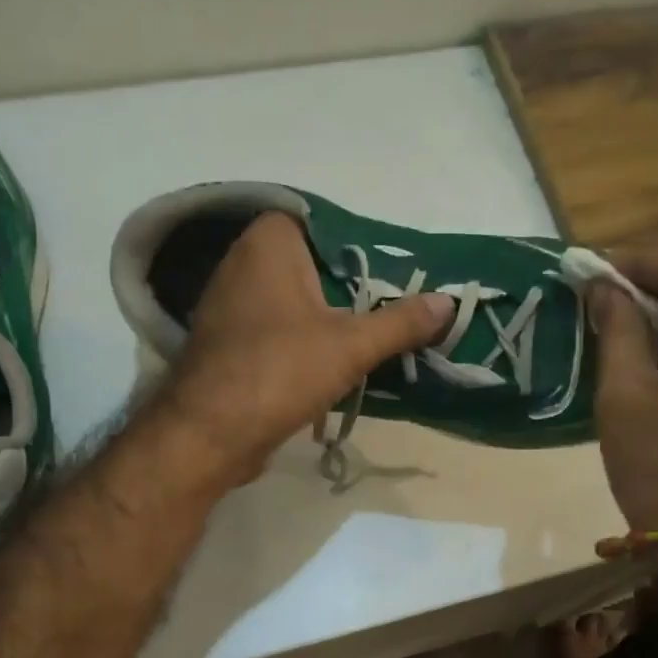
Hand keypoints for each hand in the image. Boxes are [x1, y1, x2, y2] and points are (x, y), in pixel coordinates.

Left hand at [151, 212, 452, 487]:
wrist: (209, 433)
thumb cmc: (280, 372)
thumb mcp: (351, 345)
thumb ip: (401, 321)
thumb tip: (448, 303)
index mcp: (269, 243)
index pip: (326, 224)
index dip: (363, 245)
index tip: (397, 268)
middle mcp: (244, 262)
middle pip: (315, 264)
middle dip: (355, 285)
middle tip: (400, 301)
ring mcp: (233, 304)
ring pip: (299, 299)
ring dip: (334, 317)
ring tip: (381, 332)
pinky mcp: (232, 342)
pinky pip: (282, 328)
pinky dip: (310, 339)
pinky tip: (342, 360)